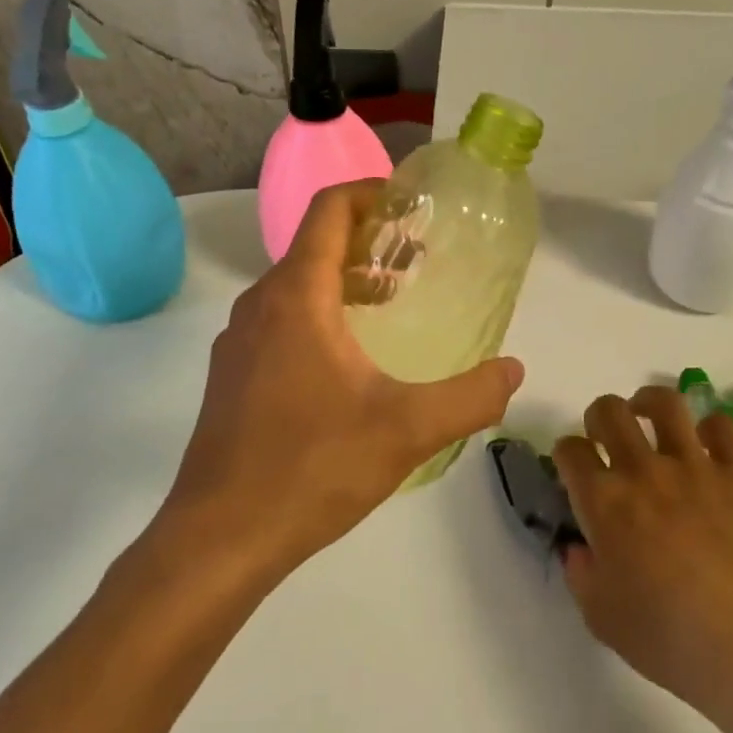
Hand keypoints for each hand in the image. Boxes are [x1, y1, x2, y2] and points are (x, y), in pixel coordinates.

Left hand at [156, 181, 523, 580]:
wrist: (220, 538)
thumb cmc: (312, 468)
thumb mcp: (407, 430)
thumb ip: (469, 397)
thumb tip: (513, 371)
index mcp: (296, 297)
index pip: (329, 211)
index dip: (371, 194)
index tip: (412, 207)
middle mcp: (259, 306)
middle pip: (314, 245)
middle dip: (367, 241)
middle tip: (416, 260)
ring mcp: (238, 342)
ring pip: (295, 285)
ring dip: (343, 280)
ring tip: (391, 303)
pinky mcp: (232, 376)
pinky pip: (280, 320)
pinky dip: (319, 313)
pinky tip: (351, 360)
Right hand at [553, 387, 732, 732]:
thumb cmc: (672, 641)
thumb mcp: (602, 619)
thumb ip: (581, 573)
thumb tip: (580, 547)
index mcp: (604, 502)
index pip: (570, 450)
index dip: (567, 456)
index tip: (575, 471)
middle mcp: (643, 470)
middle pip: (609, 410)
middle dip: (599, 418)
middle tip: (607, 440)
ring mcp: (695, 465)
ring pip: (665, 402)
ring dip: (648, 404)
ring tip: (649, 420)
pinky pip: (720, 425)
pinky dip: (708, 429)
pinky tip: (705, 448)